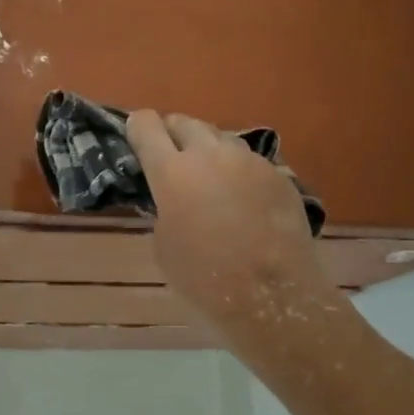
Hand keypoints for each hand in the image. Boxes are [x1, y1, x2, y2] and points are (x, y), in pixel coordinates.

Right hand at [126, 110, 336, 342]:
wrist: (271, 292)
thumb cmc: (205, 278)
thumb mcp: (164, 245)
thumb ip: (164, 209)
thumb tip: (172, 198)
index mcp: (172, 172)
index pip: (147, 126)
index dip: (139, 127)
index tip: (136, 136)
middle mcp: (209, 154)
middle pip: (185, 122)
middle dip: (174, 134)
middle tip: (172, 157)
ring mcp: (248, 160)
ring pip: (220, 138)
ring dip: (208, 150)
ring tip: (209, 176)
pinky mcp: (277, 173)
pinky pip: (250, 161)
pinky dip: (239, 171)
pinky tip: (243, 197)